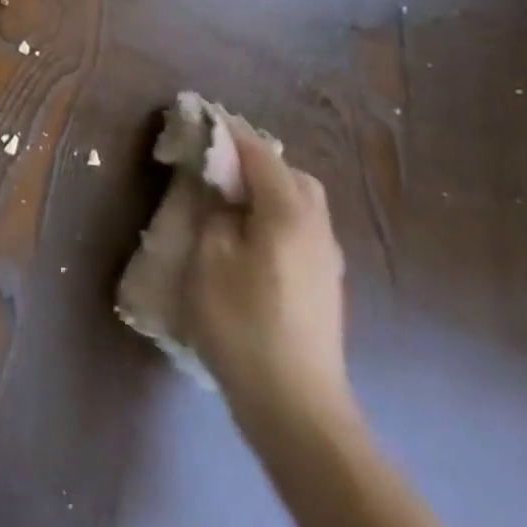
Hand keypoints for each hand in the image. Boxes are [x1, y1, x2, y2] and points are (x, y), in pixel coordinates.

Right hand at [186, 121, 353, 441]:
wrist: (297, 408)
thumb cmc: (242, 324)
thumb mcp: (209, 259)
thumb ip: (213, 212)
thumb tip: (218, 186)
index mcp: (288, 213)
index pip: (260, 154)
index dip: (229, 133)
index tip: (200, 118)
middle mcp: (316, 228)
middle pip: (292, 175)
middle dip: (256, 160)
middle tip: (216, 164)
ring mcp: (326, 260)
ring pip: (302, 204)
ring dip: (268, 189)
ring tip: (229, 200)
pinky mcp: (325, 286)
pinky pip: (302, 230)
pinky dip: (277, 216)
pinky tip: (250, 239)